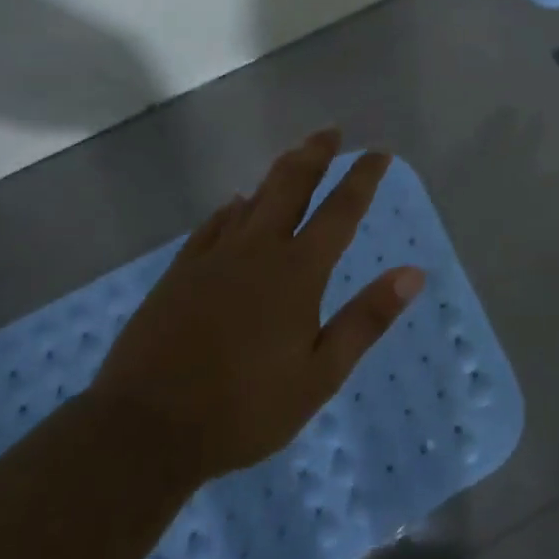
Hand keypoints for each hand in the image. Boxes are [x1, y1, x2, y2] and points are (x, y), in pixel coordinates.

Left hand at [92, 131, 424, 479]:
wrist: (145, 427)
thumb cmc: (244, 408)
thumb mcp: (320, 375)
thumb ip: (366, 319)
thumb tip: (413, 274)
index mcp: (297, 272)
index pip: (340, 210)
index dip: (362, 177)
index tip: (379, 151)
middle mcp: (258, 250)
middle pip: (291, 185)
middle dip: (316, 154)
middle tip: (331, 131)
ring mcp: (214, 257)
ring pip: (253, 198)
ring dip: (278, 172)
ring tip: (294, 153)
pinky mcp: (181, 272)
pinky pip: (213, 224)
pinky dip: (232, 208)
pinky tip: (235, 203)